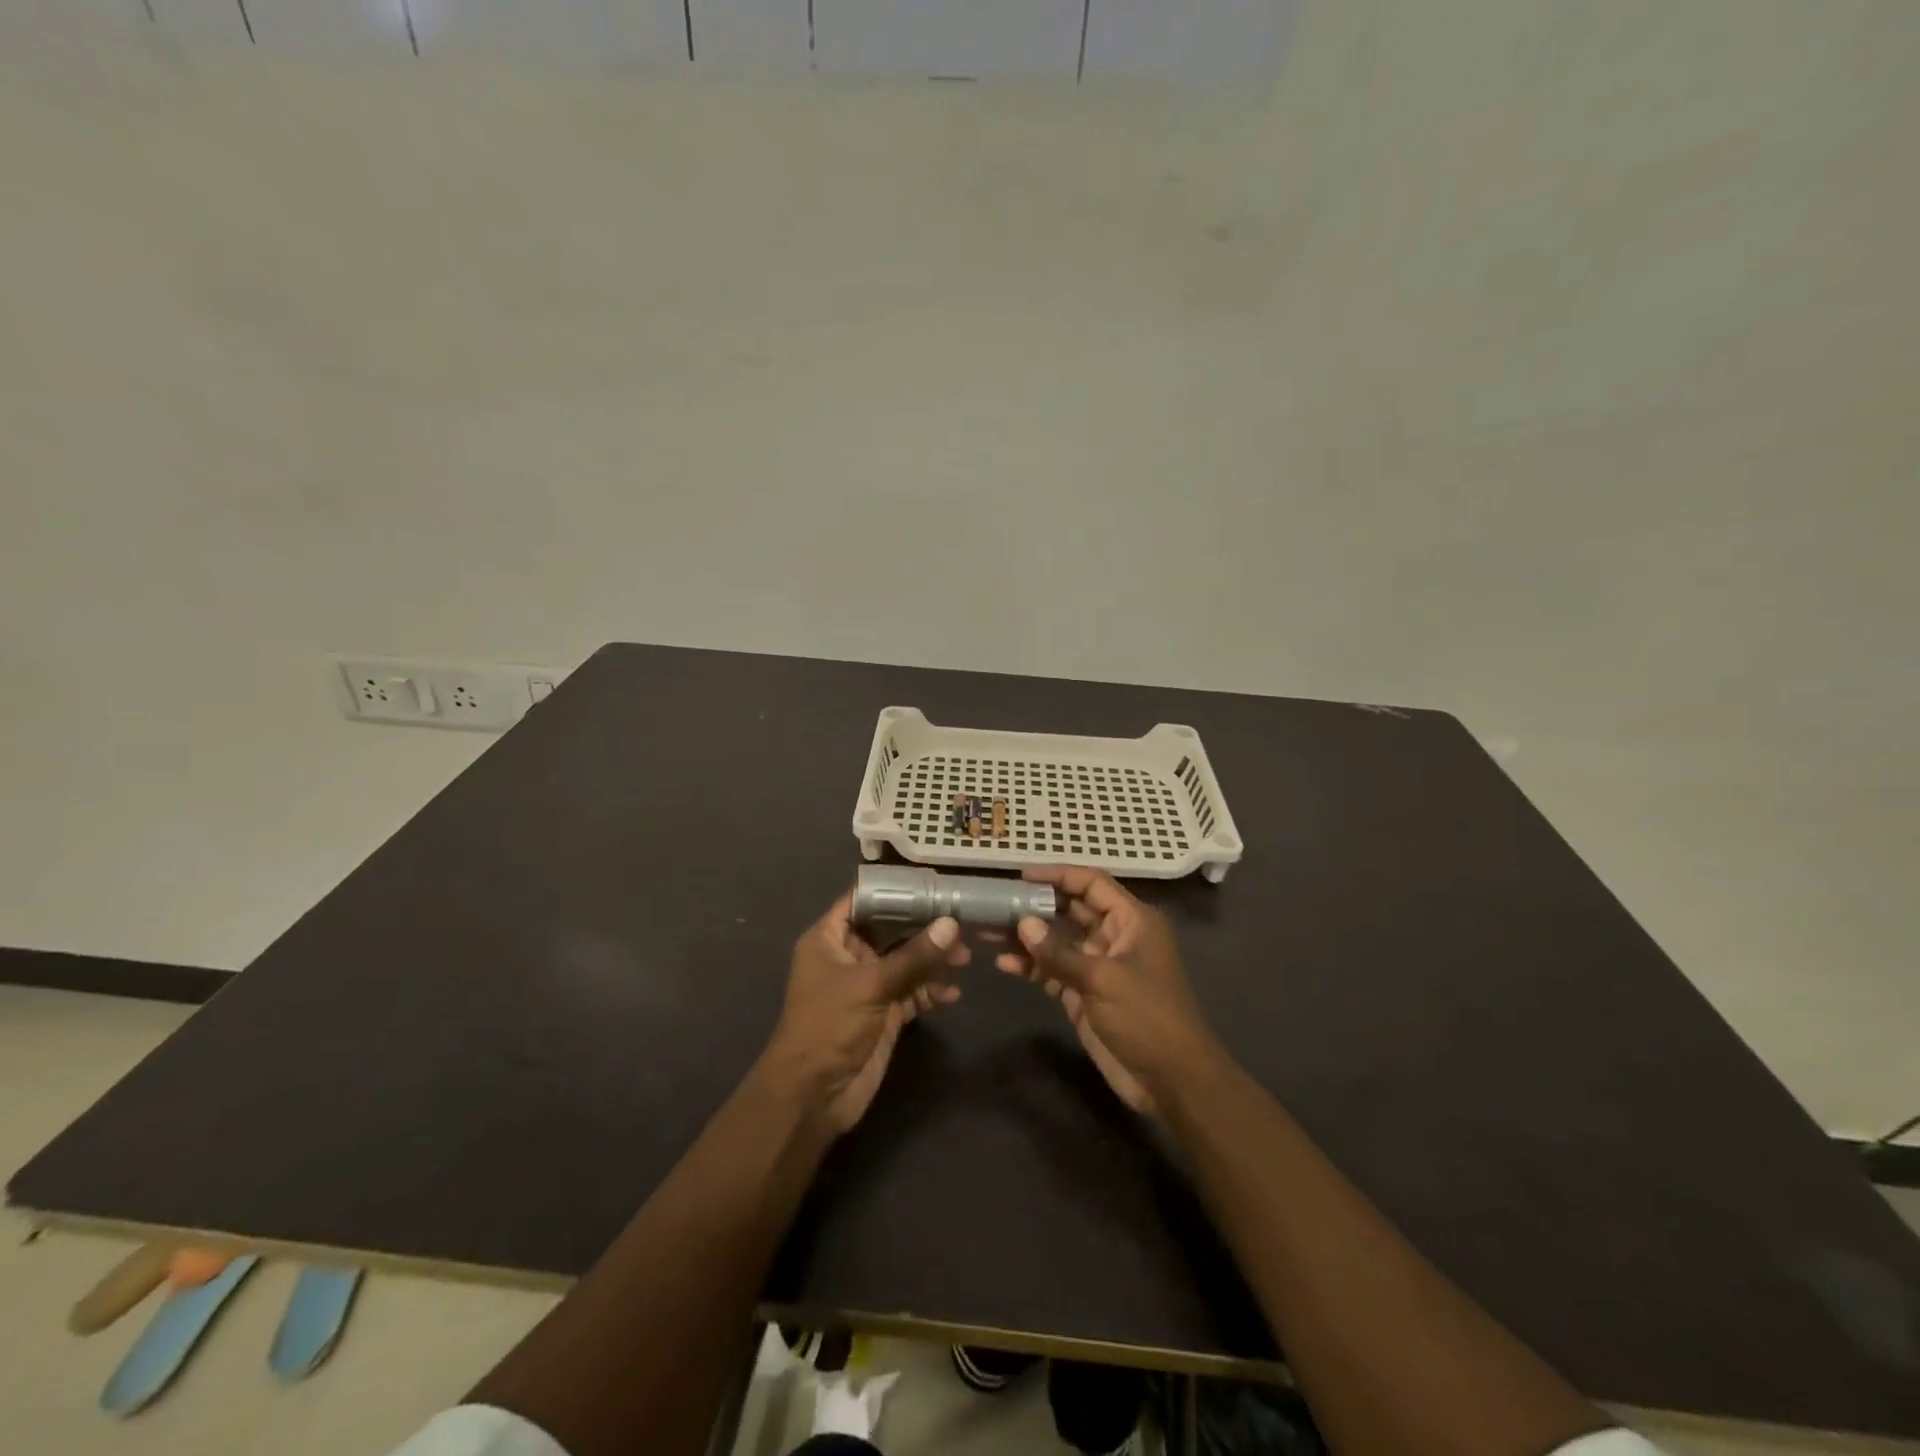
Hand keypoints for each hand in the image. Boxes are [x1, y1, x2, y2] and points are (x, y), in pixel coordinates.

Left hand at [763, 893, 968, 1133]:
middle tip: (961, 924)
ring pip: (905, 961)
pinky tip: (951, 995)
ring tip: (964, 961)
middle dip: (924, 928)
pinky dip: (931, 991)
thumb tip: (952, 924)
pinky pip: (912, 991)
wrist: (813, 1096)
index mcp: (829, 939)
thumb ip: (913, 956)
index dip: (894, 890)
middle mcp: (848, 956)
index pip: (862, 900)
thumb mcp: (871, 984)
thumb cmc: (829, 1026)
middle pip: (890, 930)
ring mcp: (867, 985)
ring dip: (933, 961)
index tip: (932, 883)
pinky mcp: (883, 1012)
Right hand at [995, 866, 1219, 1117]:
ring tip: (990, 932)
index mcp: (1132, 921)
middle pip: (1071, 909)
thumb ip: (1060, 952)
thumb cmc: (1147, 1018)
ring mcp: (1099, 966)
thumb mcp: (1103, 980)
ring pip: (1058, 941)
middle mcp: (1115, 936)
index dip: (1058, 874)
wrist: (1171, 1081)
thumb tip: (1023, 923)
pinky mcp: (1085, 993)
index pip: (1091, 884)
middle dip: (1036, 905)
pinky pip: (1054, 970)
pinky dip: (1031, 966)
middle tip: (997, 902)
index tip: (1021, 875)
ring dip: (1028, 937)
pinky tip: (1004, 964)